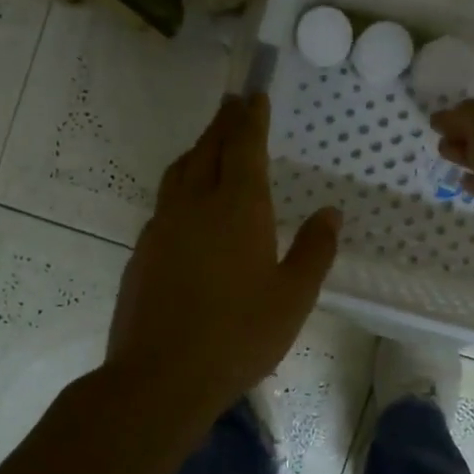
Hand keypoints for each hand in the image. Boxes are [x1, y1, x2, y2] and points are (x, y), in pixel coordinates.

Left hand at [107, 93, 341, 416]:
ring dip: (198, 149)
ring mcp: (163, 225)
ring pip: (180, 171)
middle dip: (223, 123)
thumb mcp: (293, 298)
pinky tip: (189, 204)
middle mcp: (196, 204)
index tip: (254, 95)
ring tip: (211, 143)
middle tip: (233, 104)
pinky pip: (166, 200)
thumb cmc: (238, 336)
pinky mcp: (143, 249)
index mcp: (238, 208)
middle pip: (208, 149)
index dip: (251, 118)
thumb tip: (330, 213)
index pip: (245, 146)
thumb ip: (314, 250)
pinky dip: (182, 183)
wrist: (160, 377)